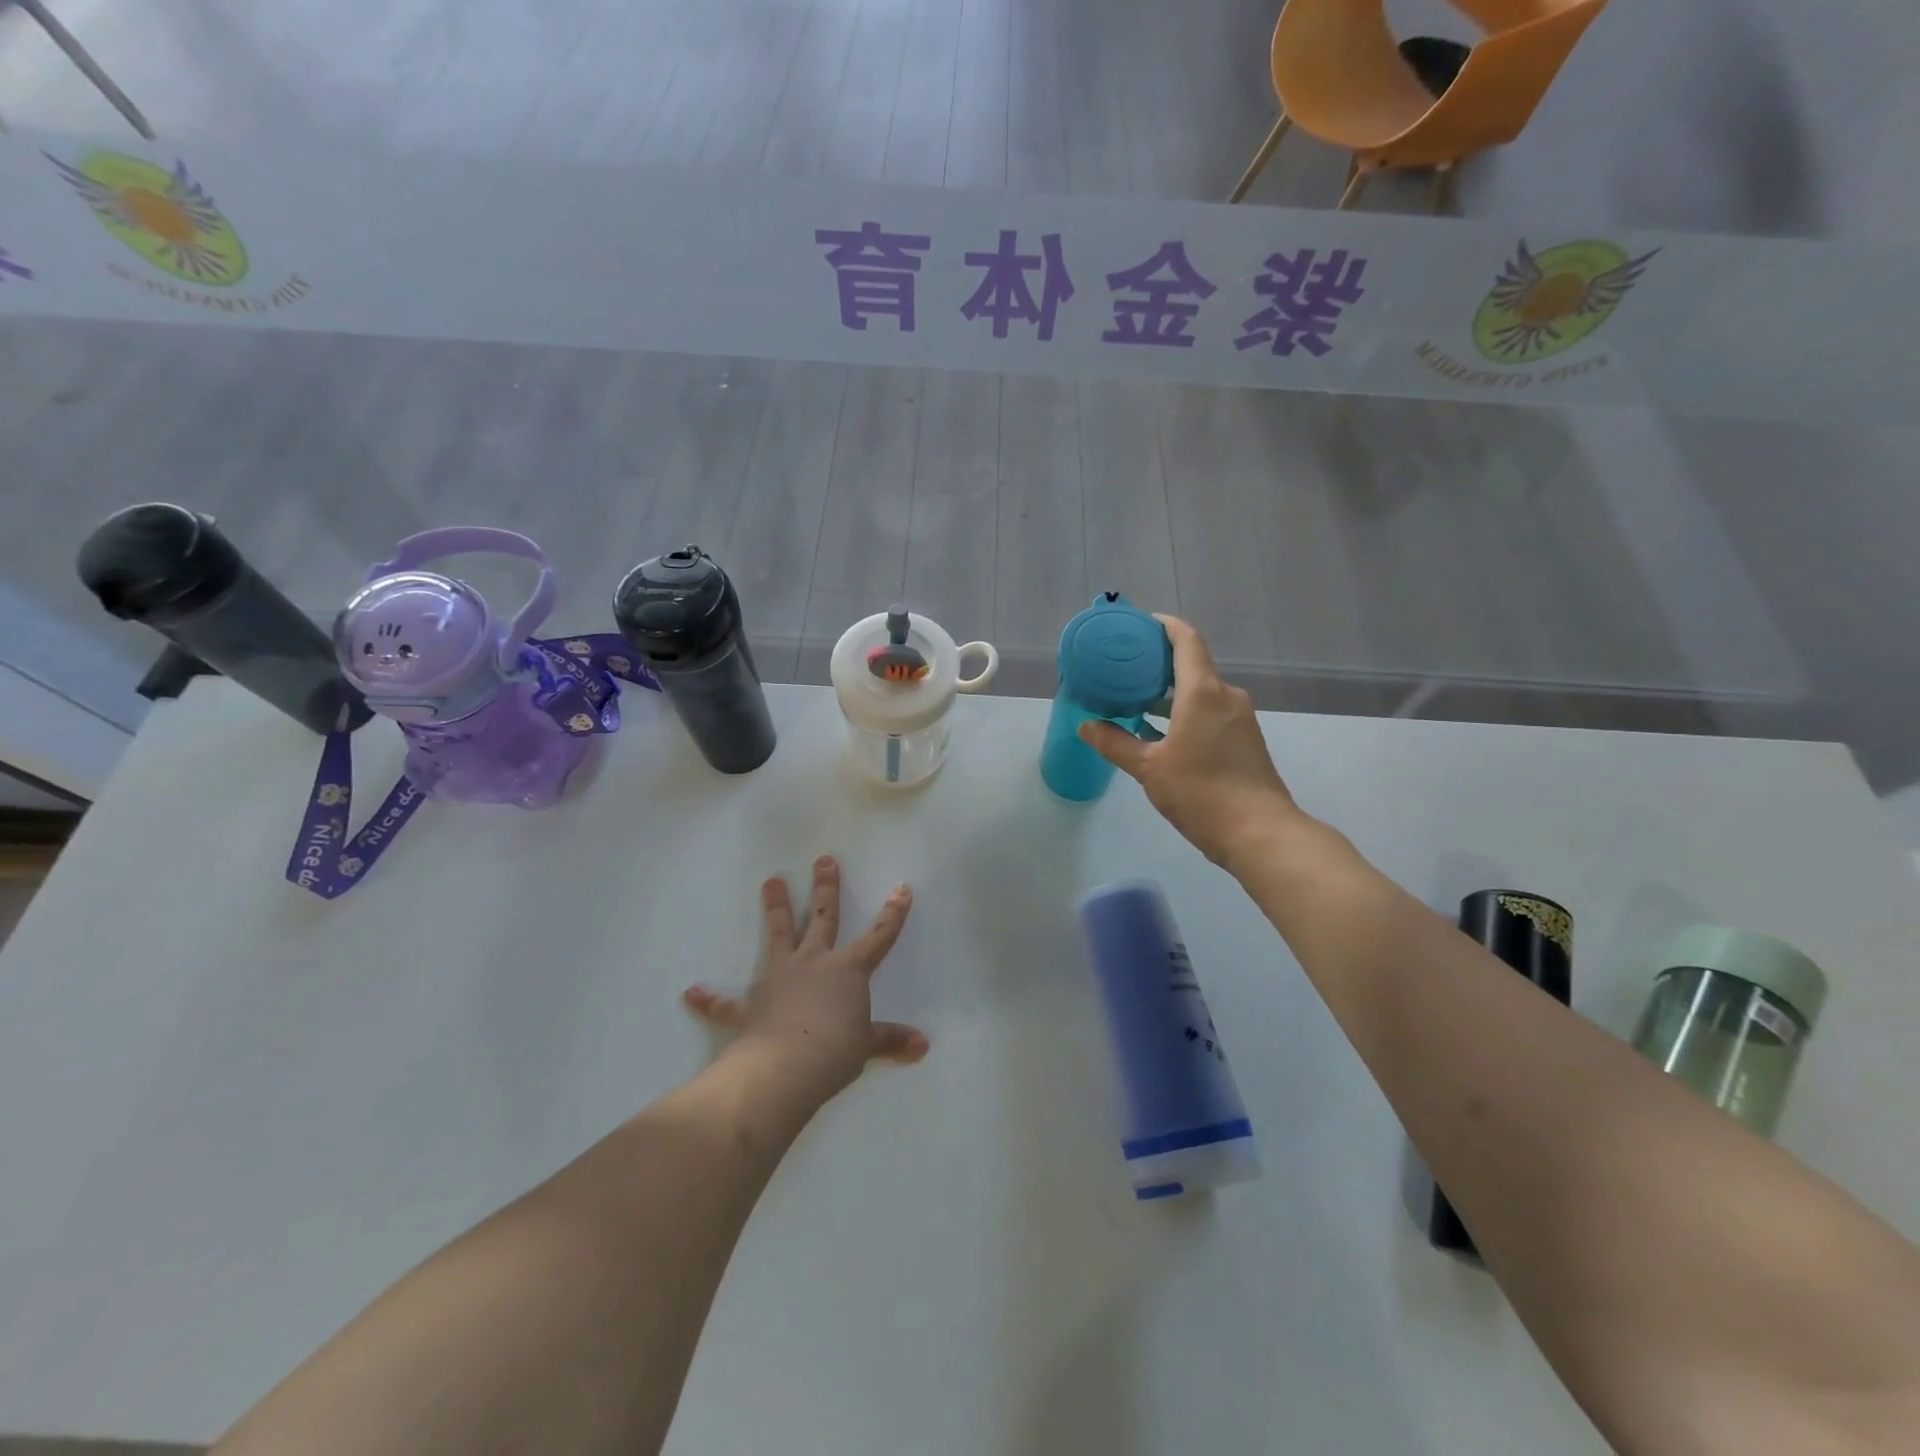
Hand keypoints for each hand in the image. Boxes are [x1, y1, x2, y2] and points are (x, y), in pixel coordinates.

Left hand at [682, 856, 928, 1098]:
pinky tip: (690, 993)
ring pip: (779, 934)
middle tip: (823, 859)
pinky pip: (726, 1002)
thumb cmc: (835, 1051)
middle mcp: (813, 962)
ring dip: (775, 907)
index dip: (892, 914)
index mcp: (847, 970)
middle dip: (826, 888)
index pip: (878, 936)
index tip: (901, 888)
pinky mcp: (750, 1005)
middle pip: (822, 918)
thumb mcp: (867, 1045)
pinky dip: (710, 999)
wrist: (786, 1068)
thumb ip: (891, 1041)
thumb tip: (922, 1046)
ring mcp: (779, 978)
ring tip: (771, 881)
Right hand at [1079, 615, 1301, 868]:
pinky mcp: (1245, 741)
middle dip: (1160, 665)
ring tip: (1138, 702)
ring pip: (1202, 693)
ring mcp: (1240, 719)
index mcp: (1203, 692)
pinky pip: (1211, 713)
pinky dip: (1186, 713)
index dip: (1165, 626)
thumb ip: (1115, 743)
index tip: (1142, 624)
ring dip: (1172, 694)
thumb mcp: (1149, 768)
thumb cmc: (1201, 792)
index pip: (1187, 641)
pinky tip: (1163, 734)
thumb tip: (1085, 725)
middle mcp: (1226, 696)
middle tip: (1127, 670)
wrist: (1260, 833)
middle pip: (1193, 666)